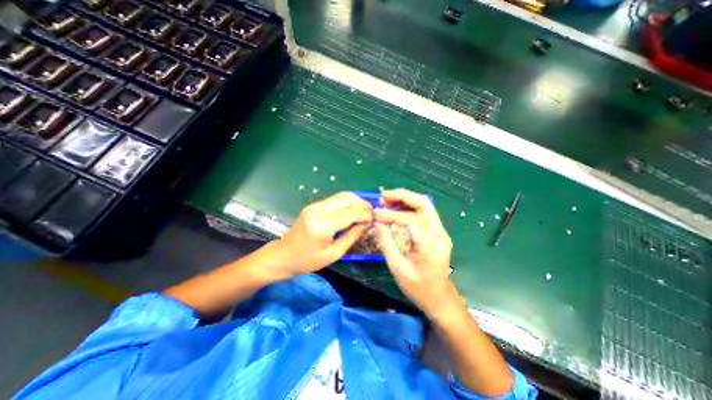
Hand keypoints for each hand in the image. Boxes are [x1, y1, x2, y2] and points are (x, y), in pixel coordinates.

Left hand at [269, 190, 373, 277]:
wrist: (283, 255)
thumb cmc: (308, 260)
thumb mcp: (334, 254)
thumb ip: (352, 236)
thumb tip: (366, 223)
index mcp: (322, 226)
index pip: (350, 213)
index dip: (365, 214)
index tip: (374, 219)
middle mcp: (318, 210)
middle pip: (346, 198)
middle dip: (362, 204)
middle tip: (370, 214)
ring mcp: (314, 205)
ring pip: (341, 196)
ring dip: (355, 202)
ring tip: (363, 213)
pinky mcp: (314, 205)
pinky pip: (335, 200)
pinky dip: (347, 204)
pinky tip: (351, 213)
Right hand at [373, 189, 455, 316]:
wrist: (441, 299)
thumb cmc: (419, 288)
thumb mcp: (398, 268)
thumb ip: (386, 243)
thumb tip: (377, 223)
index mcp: (430, 244)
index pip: (410, 219)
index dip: (390, 215)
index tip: (375, 215)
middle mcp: (439, 233)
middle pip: (423, 203)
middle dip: (402, 196)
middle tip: (383, 196)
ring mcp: (441, 232)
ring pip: (425, 205)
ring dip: (406, 199)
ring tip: (387, 200)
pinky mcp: (438, 233)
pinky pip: (424, 213)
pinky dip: (410, 207)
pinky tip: (397, 209)